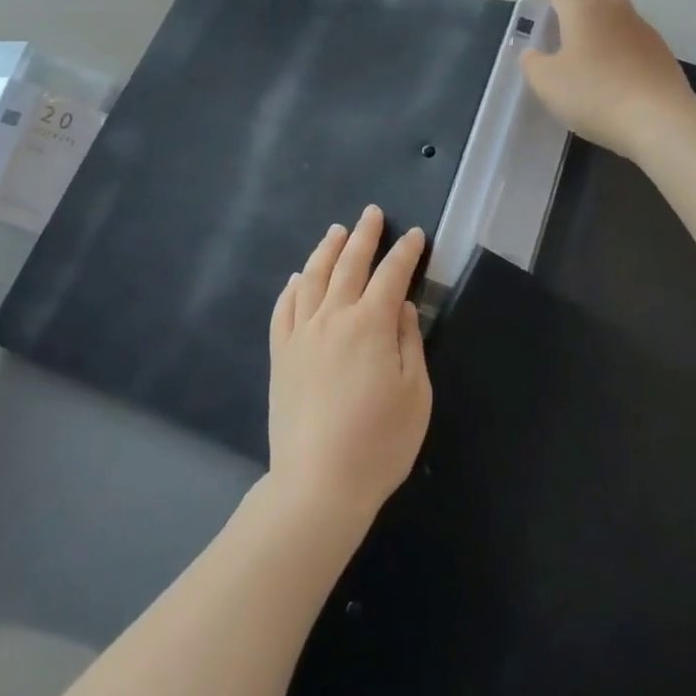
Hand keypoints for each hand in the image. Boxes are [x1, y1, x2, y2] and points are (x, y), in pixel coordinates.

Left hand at [268, 205, 431, 524]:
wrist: (317, 482)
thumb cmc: (379, 442)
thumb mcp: (415, 394)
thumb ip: (410, 342)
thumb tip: (403, 307)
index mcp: (370, 325)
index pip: (391, 275)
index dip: (405, 253)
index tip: (414, 235)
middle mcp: (333, 318)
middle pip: (349, 265)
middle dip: (364, 236)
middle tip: (371, 213)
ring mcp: (301, 334)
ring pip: (312, 278)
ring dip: (326, 251)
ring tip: (336, 232)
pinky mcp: (280, 354)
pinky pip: (284, 309)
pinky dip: (292, 288)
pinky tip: (297, 278)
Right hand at [522, 0, 693, 158]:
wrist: (658, 120)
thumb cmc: (593, 93)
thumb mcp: (547, 82)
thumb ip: (534, 64)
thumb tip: (533, 54)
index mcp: (584, 12)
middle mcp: (616, 13)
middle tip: (572, 6)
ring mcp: (644, 33)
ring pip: (624, 11)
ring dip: (607, 19)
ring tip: (590, 44)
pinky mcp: (663, 56)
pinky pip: (637, 39)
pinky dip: (622, 45)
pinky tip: (614, 68)